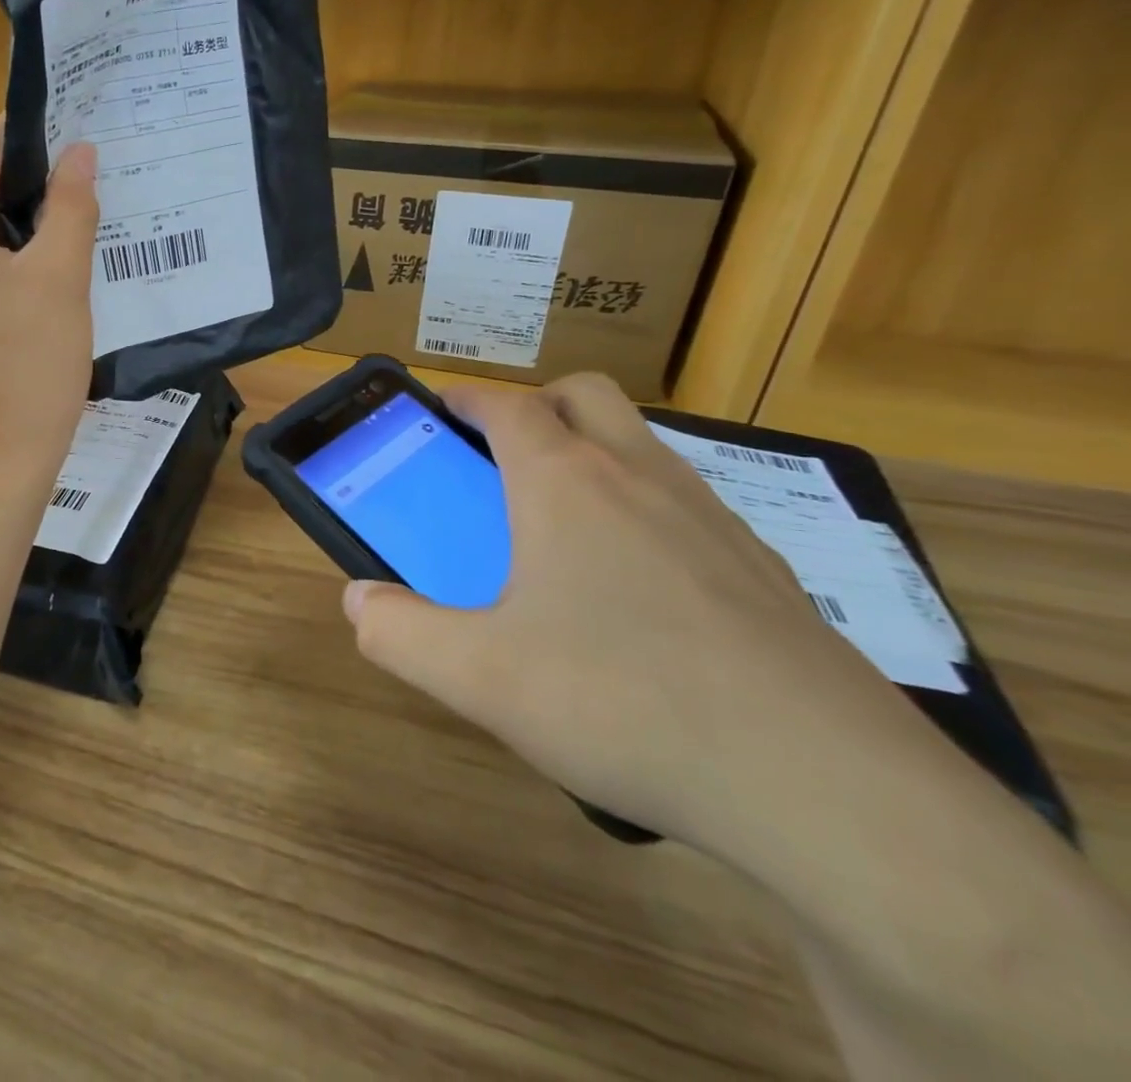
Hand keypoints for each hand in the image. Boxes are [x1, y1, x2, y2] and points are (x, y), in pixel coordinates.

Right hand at [342, 373, 933, 854]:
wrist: (827, 788)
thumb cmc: (624, 702)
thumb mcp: (480, 678)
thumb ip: (400, 633)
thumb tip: (357, 601)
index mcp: (566, 483)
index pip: (508, 406)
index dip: (468, 398)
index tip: (443, 408)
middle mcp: (640, 477)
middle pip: (585, 395)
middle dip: (536, 405)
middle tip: (503, 456)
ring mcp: (712, 517)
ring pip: (642, 444)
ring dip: (594, 452)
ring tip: (563, 526)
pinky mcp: (765, 568)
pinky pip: (688, 504)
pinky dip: (647, 510)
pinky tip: (639, 594)